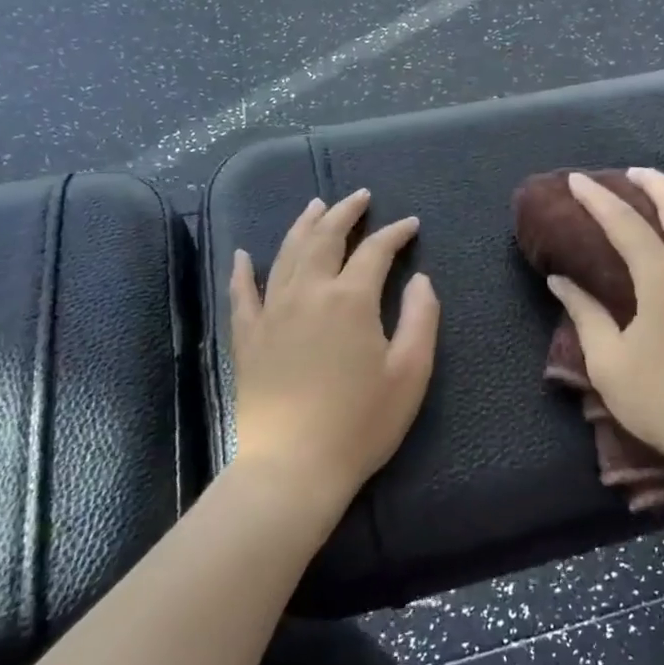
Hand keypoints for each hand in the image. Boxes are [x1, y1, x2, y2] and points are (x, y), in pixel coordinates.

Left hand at [229, 189, 439, 509]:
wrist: (292, 468)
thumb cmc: (360, 423)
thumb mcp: (410, 373)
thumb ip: (422, 318)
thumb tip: (421, 279)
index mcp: (350, 299)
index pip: (375, 250)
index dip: (395, 233)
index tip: (411, 224)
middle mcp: (308, 292)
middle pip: (325, 237)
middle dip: (345, 212)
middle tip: (360, 196)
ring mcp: (271, 312)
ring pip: (287, 253)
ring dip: (304, 225)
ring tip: (316, 205)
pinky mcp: (247, 337)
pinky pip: (241, 293)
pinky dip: (242, 270)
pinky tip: (244, 254)